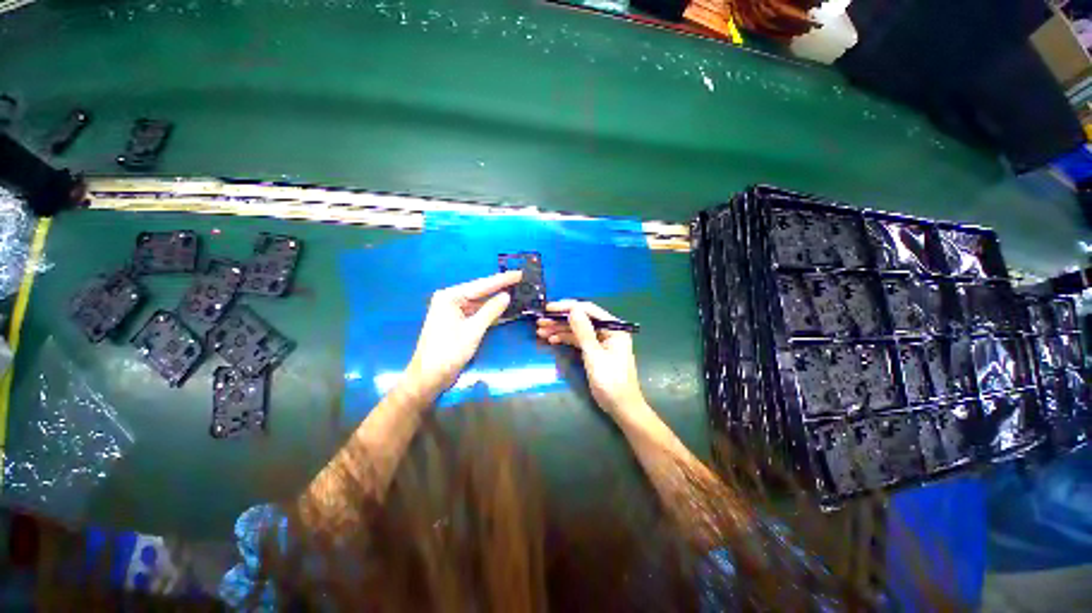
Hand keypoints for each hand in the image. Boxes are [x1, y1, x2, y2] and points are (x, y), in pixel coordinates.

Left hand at [406, 271, 520, 395]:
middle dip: (499, 289)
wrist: (429, 376)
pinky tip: (504, 310)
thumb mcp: (473, 331)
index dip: (502, 280)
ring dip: (495, 302)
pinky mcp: (454, 325)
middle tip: (521, 281)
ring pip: (477, 304)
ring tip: (517, 293)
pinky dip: (488, 314)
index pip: (480, 285)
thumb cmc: (448, 351)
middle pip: (479, 292)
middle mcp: (449, 300)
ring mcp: (451, 313)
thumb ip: (490, 311)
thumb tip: (506, 296)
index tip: (519, 273)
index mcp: (449, 297)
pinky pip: (474, 314)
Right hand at [536, 300, 647, 415]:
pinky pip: (580, 342)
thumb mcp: (594, 356)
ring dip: (560, 330)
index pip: (589, 310)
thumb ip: (583, 332)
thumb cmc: (611, 381)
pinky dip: (567, 340)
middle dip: (561, 320)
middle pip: (583, 320)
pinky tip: (552, 340)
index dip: (567, 307)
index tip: (547, 308)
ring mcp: (603, 343)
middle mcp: (609, 332)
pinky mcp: (597, 354)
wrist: (622, 407)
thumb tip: (573, 309)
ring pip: (579, 331)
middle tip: (540, 322)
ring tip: (540, 331)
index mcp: (614, 329)